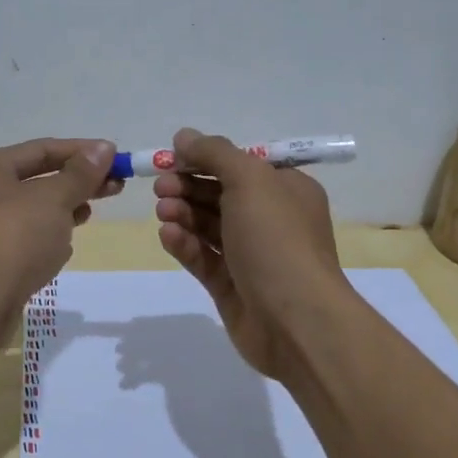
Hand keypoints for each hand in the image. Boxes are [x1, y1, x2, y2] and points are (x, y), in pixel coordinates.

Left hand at [0, 138, 120, 310]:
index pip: (40, 150)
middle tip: (115, 187)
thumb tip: (104, 148)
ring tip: (89, 214)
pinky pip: (24, 241)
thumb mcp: (53, 198)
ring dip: (62, 211)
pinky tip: (64, 249)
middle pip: (36, 180)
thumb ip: (80, 174)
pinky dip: (47, 240)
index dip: (81, 152)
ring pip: (32, 212)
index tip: (117, 158)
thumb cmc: (12, 236)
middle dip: (76, 183)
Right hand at [154, 127, 350, 380]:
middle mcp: (271, 220)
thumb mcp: (249, 180)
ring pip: (208, 226)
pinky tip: (168, 236)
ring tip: (163, 212)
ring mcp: (251, 256)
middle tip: (160, 187)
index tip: (172, 158)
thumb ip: (214, 153)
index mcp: (286, 190)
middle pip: (220, 194)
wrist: (296, 320)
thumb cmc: (277, 239)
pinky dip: (184, 244)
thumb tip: (184, 136)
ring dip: (183, 213)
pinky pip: (203, 258)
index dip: (205, 158)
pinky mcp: (231, 286)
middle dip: (188, 187)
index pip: (240, 165)